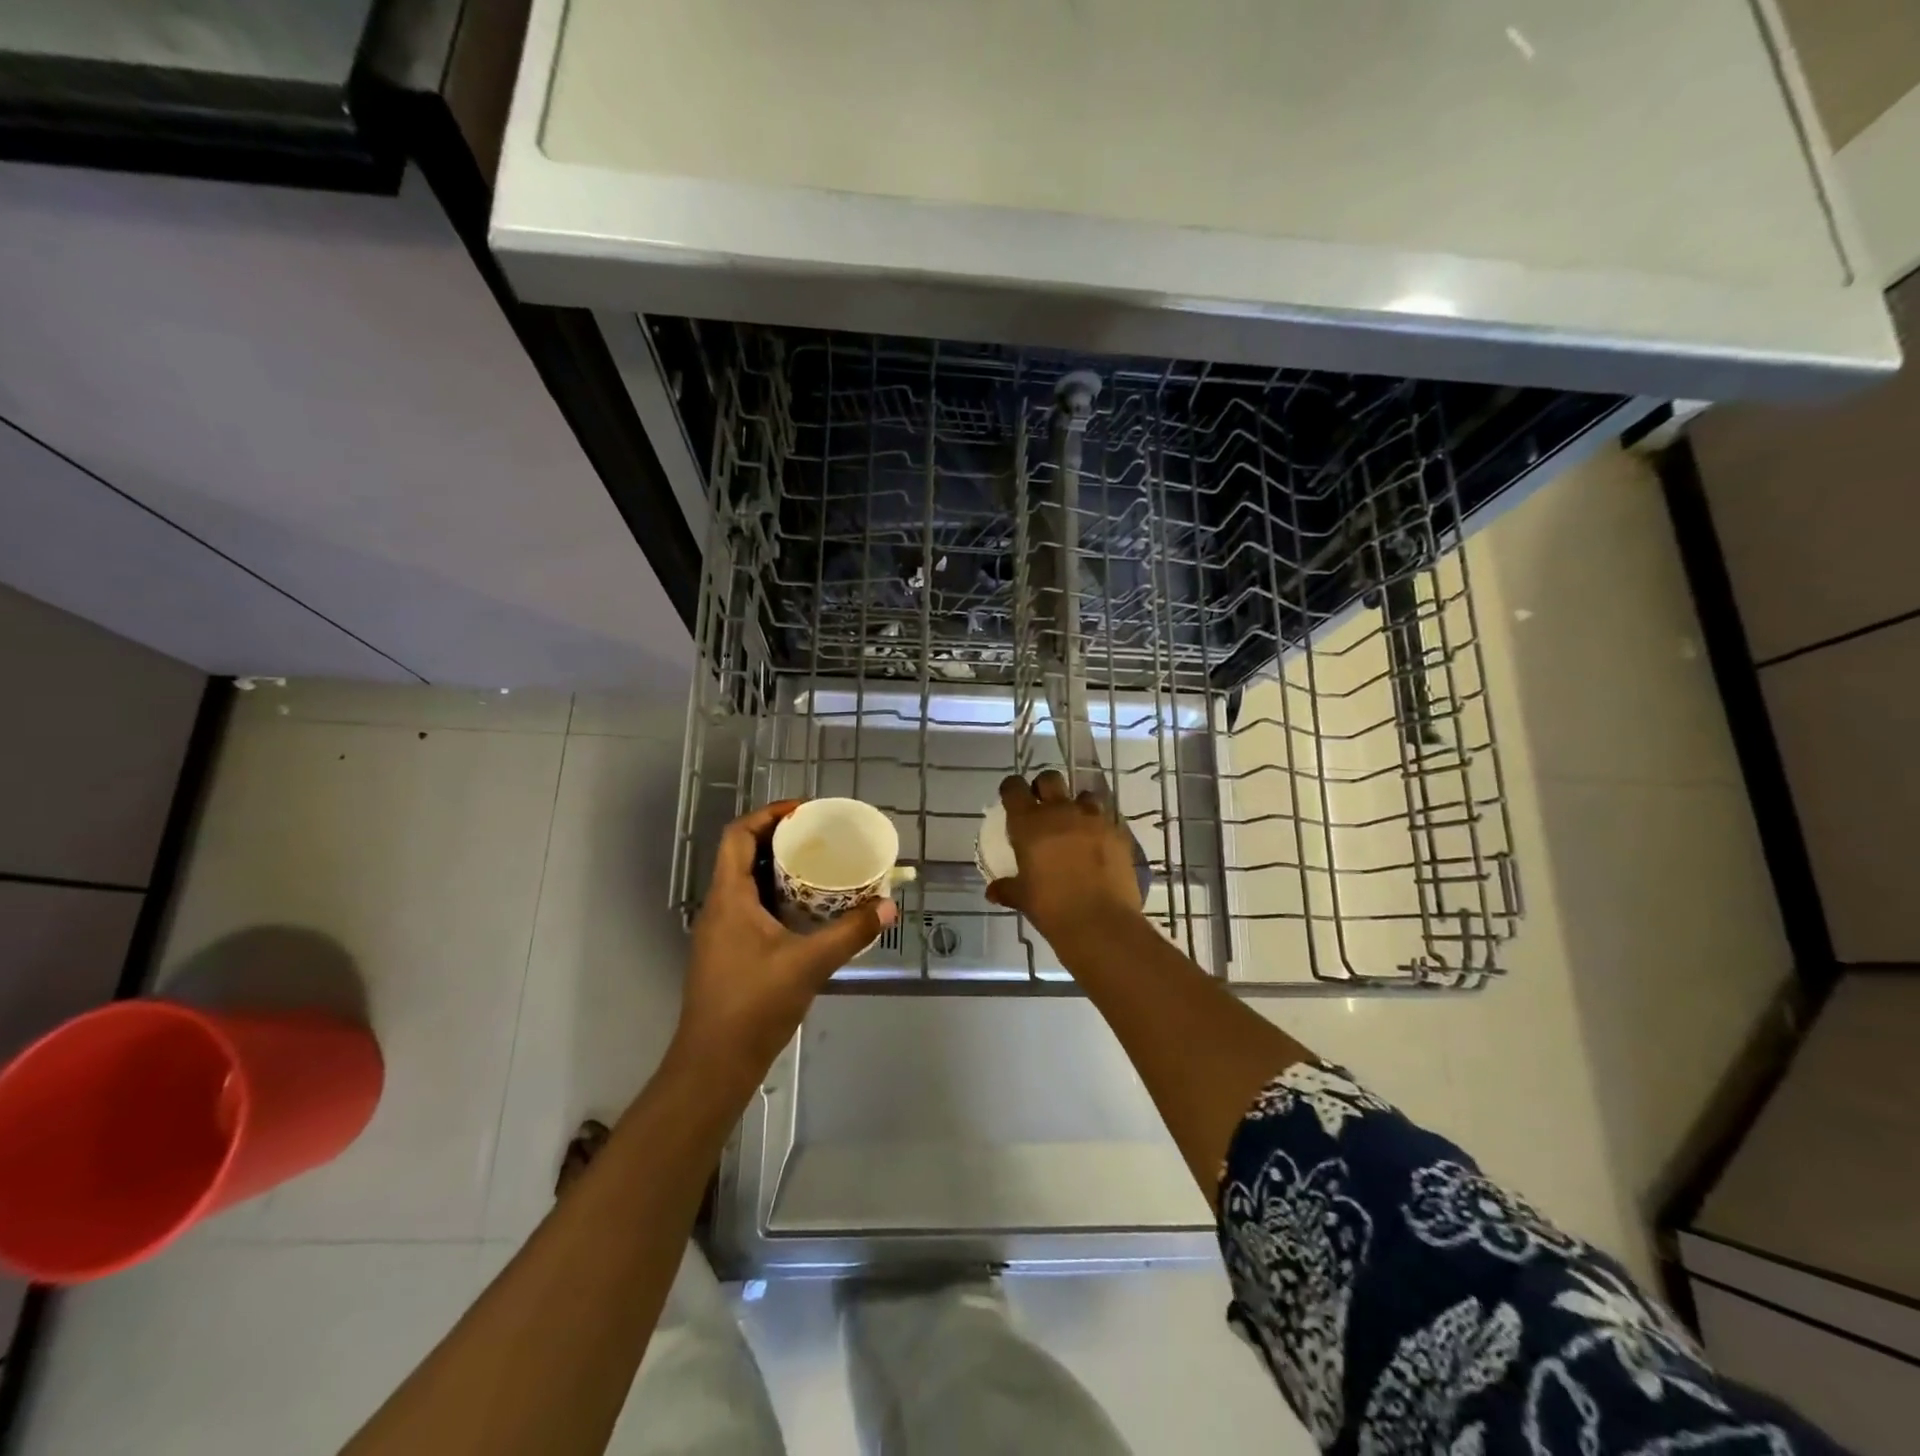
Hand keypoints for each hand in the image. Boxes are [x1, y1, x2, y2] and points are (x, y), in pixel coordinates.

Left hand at [674, 801, 896, 1078]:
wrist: (713, 1064)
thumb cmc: (753, 1005)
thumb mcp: (808, 965)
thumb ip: (849, 933)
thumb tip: (887, 906)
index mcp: (729, 898)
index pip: (738, 836)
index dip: (768, 815)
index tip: (804, 811)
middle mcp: (720, 907)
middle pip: (742, 854)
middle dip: (779, 838)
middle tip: (819, 835)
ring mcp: (721, 931)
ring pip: (746, 882)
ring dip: (778, 868)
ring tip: (819, 864)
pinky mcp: (728, 952)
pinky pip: (751, 906)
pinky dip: (777, 895)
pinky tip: (807, 909)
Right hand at [985, 772, 1145, 940]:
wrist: (1099, 922)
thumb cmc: (1051, 907)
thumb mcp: (1023, 898)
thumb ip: (1007, 888)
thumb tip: (993, 891)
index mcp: (1029, 823)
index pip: (1013, 788)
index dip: (1011, 789)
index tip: (1011, 798)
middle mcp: (1060, 812)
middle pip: (1050, 779)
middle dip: (1044, 787)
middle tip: (1043, 806)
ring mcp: (1092, 819)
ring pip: (1083, 795)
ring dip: (1077, 805)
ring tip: (1076, 825)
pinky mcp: (1116, 832)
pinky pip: (1106, 819)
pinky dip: (1099, 827)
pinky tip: (1098, 845)